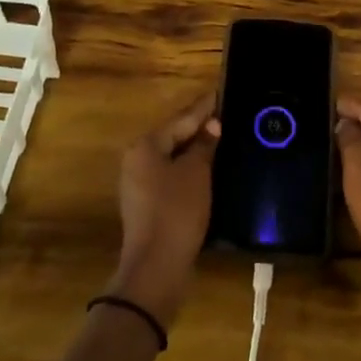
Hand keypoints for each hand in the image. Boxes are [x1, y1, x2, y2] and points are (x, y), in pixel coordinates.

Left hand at [105, 91, 218, 327]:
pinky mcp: (146, 204)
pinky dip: (188, 169)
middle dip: (198, 127)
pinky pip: (170, 175)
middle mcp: (137, 160)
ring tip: (220, 138)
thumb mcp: (196, 173)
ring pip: (171, 157)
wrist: (156, 267)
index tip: (219, 93)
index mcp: (146, 146)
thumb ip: (204, 145)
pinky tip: (207, 168)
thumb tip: (212, 126)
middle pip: (173, 136)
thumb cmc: (176, 211)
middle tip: (224, 114)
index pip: (181, 119)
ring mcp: (139, 184)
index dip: (203, 108)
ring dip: (194, 149)